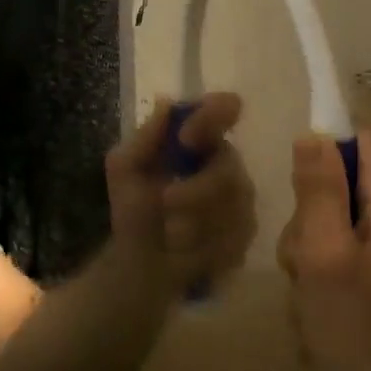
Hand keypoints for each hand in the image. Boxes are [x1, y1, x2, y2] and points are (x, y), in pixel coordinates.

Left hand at [105, 94, 257, 296]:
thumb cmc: (134, 210)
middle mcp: (226, 163)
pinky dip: (204, 247)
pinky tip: (186, 253)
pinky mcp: (245, 235)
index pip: (225, 108)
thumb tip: (166, 103)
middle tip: (166, 202)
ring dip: (194, 223)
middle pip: (229, 166)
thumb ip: (144, 138)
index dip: (214, 116)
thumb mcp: (125, 169)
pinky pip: (235, 237)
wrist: (140, 266)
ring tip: (169, 236)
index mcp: (199, 139)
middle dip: (196, 190)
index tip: (186, 138)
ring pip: (234, 205)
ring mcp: (241, 200)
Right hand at [277, 131, 370, 370]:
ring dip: (308, 269)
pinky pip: (338, 270)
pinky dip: (322, 295)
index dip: (319, 149)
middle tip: (304, 268)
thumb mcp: (327, 254)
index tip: (294, 188)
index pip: (355, 139)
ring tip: (313, 309)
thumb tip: (313, 133)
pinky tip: (321, 329)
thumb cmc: (366, 331)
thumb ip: (318, 189)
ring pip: (328, 235)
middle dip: (305, 227)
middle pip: (333, 191)